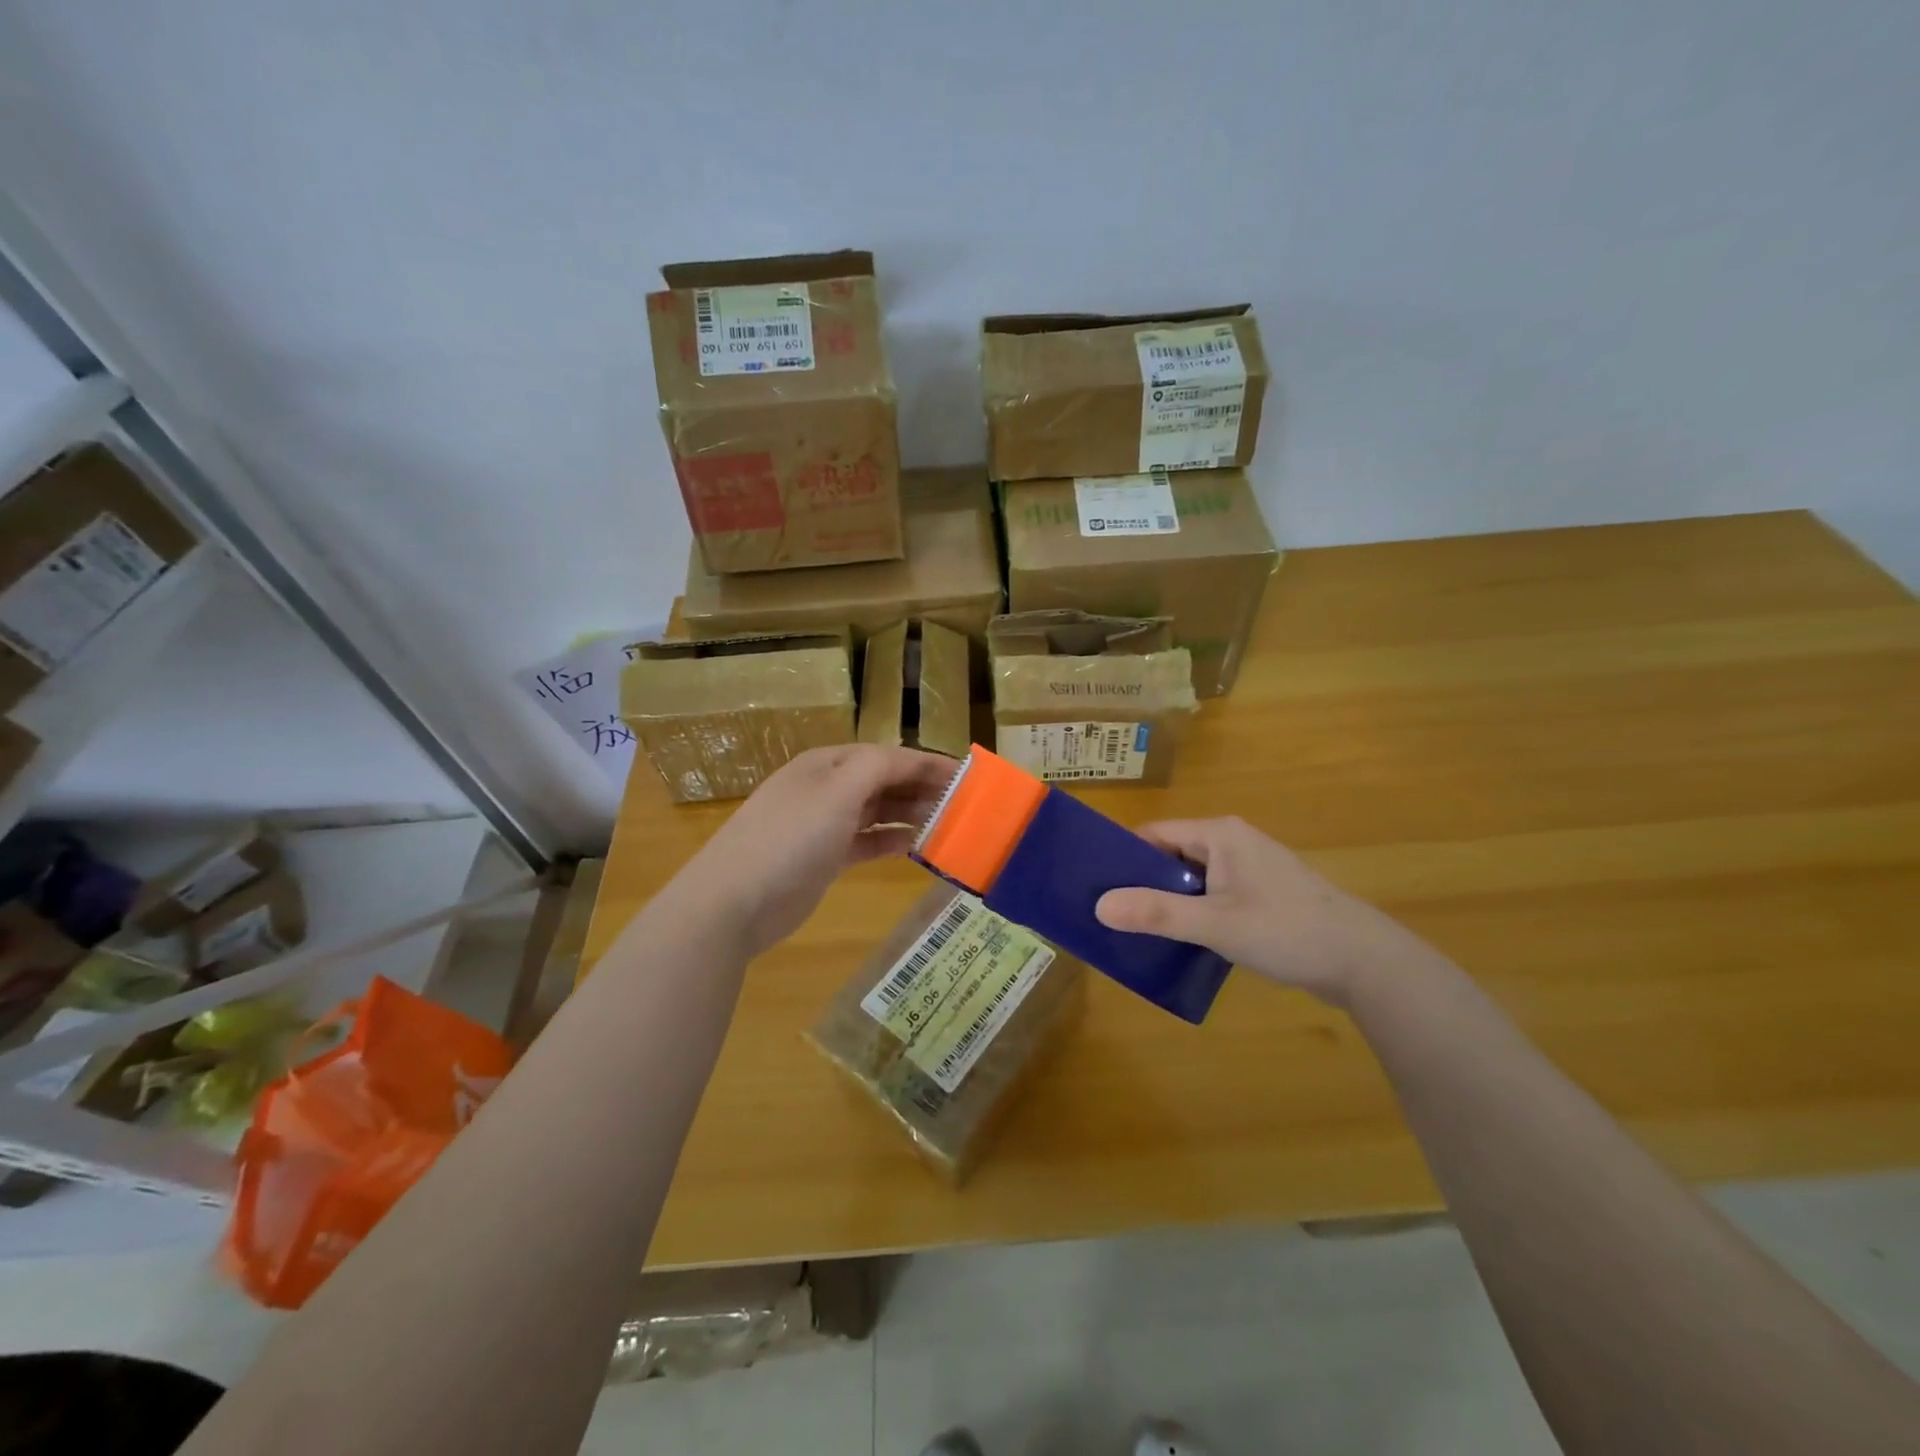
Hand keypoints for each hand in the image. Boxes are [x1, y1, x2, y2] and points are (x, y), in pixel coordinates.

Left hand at [672, 744, 957, 957]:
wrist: (733, 901)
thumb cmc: (789, 838)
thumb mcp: (836, 793)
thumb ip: (877, 768)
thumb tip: (910, 759)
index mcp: (828, 764)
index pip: (888, 756)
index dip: (928, 763)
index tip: (968, 777)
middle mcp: (827, 788)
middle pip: (884, 781)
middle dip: (923, 789)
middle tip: (966, 805)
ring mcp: (823, 824)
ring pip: (878, 811)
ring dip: (911, 814)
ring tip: (949, 825)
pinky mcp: (824, 857)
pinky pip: (867, 841)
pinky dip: (892, 841)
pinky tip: (917, 847)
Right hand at [1094, 817, 1418, 1005]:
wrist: (1365, 962)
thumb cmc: (1287, 931)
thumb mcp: (1216, 924)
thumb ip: (1157, 914)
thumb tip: (1098, 907)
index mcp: (1220, 834)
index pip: (1153, 834)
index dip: (1121, 857)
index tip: (1093, 885)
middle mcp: (1232, 842)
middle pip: (1170, 854)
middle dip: (1140, 882)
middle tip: (1107, 913)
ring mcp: (1249, 868)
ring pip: (1191, 878)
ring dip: (1166, 900)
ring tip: (1133, 928)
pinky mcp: (1261, 894)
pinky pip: (1212, 894)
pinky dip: (1192, 911)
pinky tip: (1177, 939)